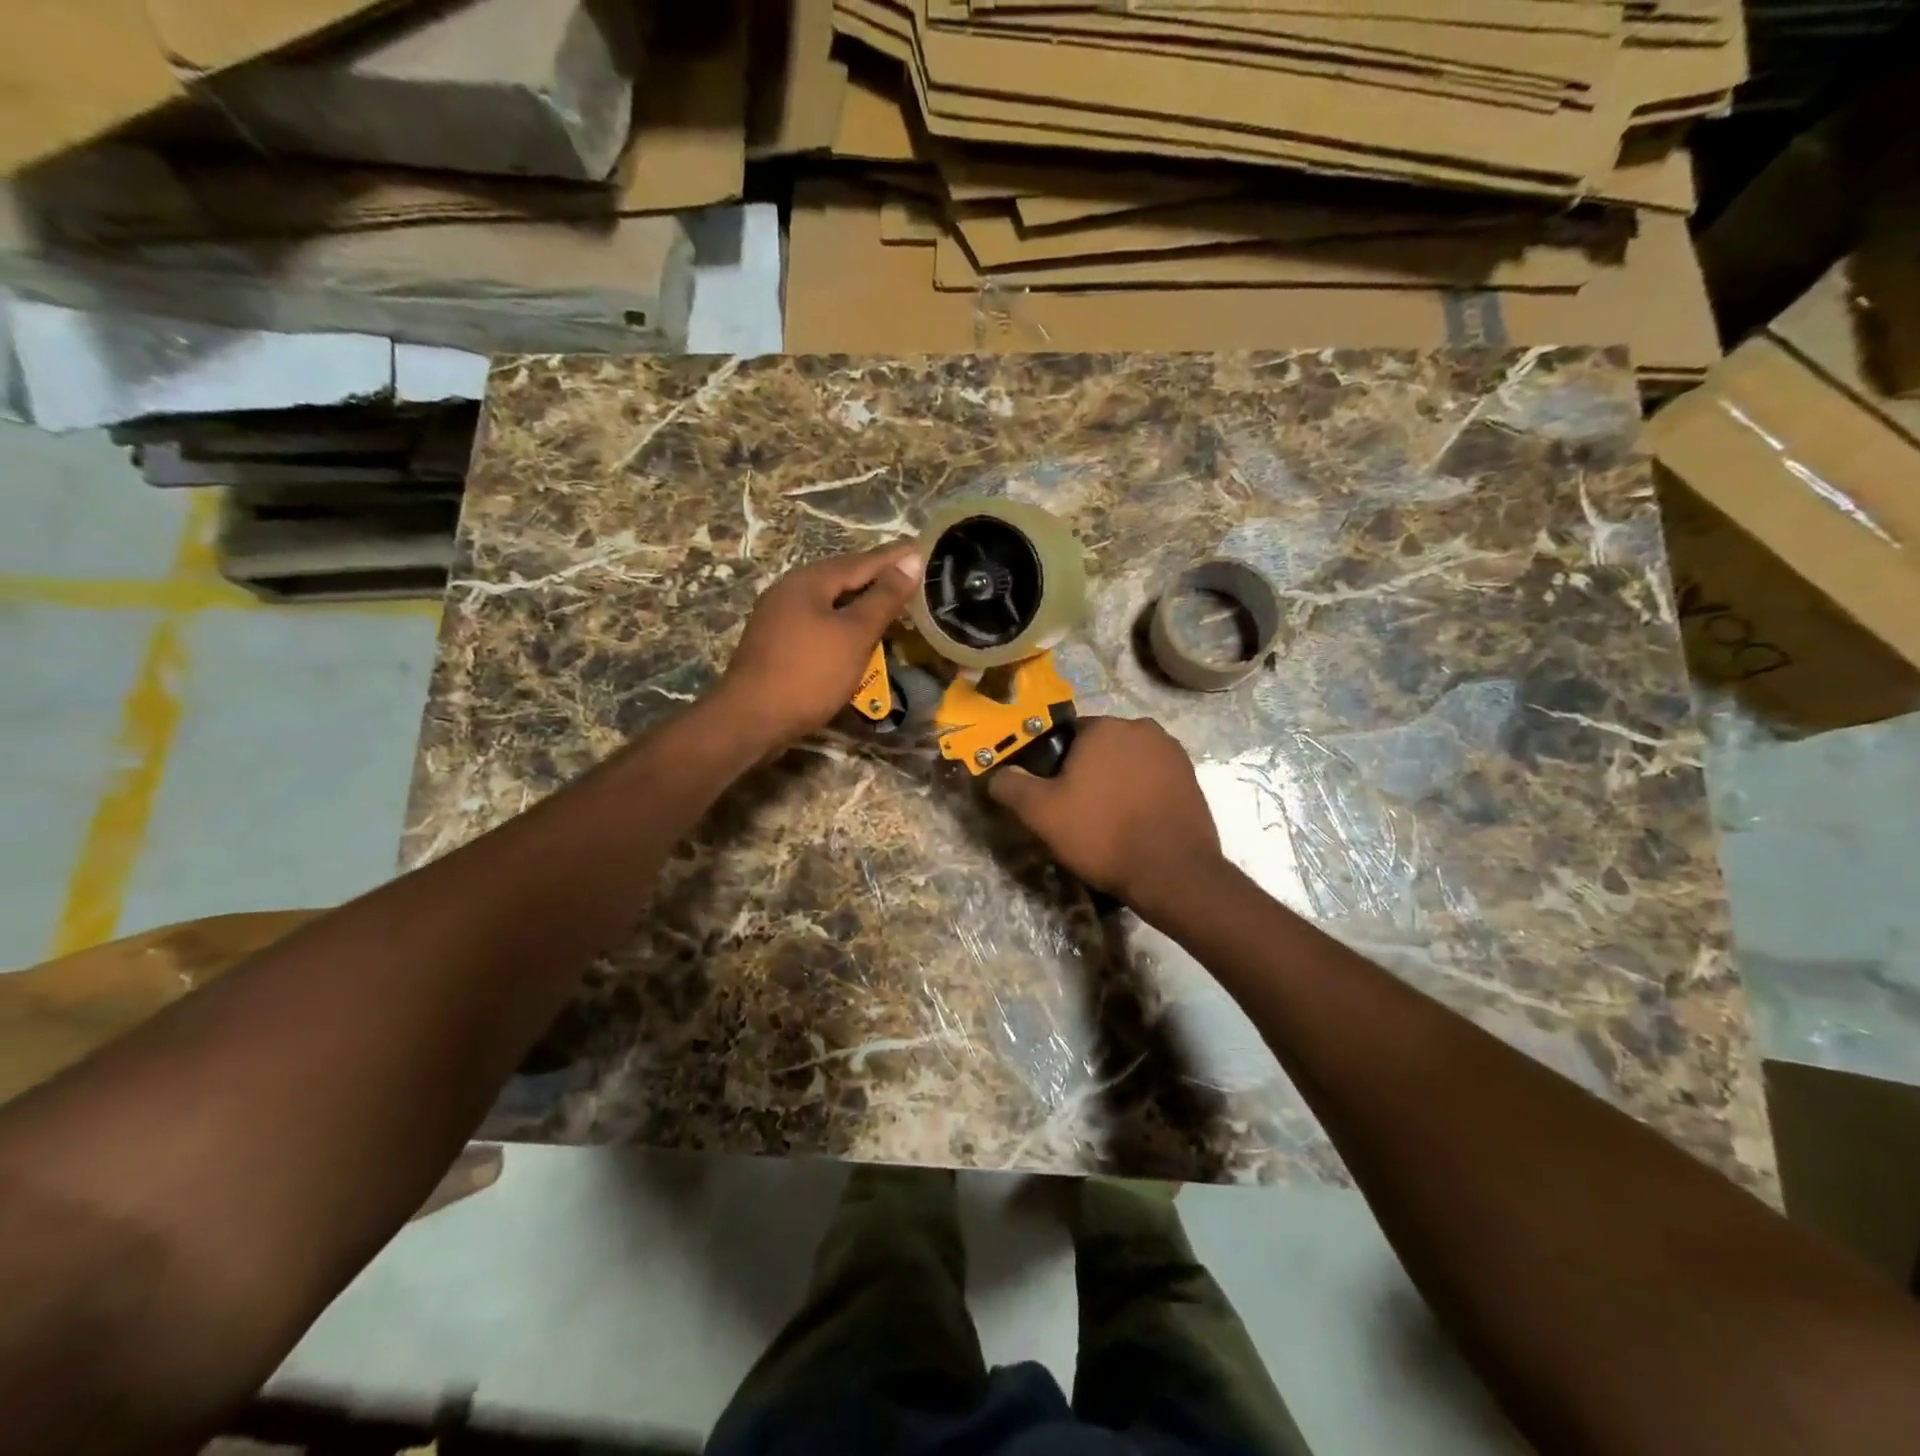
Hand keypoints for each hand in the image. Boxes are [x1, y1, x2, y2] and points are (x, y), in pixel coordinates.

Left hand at [716, 542, 922, 748]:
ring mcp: (778, 617)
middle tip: (912, 578)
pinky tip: (857, 636)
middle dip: (878, 578)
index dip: (895, 557)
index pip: (863, 561)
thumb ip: (884, 597)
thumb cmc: (809, 673)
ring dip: (861, 603)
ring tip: (891, 605)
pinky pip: (818, 623)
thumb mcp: (854, 634)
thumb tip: (911, 559)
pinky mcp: (776, 643)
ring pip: (829, 602)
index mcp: (809, 580)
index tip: (923, 549)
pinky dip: (843, 624)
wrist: (751, 720)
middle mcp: (790, 590)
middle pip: (843, 578)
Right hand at [987, 716, 1225, 913]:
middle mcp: (1142, 728)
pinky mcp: (1192, 778)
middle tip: (1080, 812)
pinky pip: (1153, 779)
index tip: (1056, 797)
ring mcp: (1172, 752)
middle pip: (1101, 747)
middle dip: (1089, 772)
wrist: (1173, 872)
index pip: (1068, 736)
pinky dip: (1142, 794)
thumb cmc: (1102, 834)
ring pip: (1129, 763)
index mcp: (1104, 727)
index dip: (1056, 766)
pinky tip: (1136, 824)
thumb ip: (1012, 786)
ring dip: (1117, 782)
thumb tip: (996, 774)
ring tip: (1110, 822)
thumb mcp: (1041, 813)